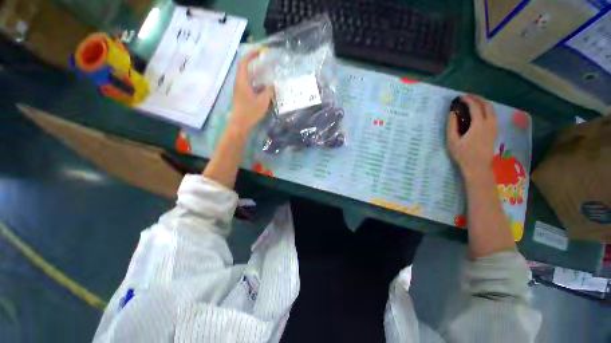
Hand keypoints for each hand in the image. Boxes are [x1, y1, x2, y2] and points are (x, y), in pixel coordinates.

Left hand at [229, 50, 272, 132]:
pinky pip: (249, 84)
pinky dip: (256, 81)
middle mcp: (239, 82)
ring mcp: (240, 89)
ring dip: (255, 72)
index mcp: (242, 81)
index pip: (244, 62)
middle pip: (245, 67)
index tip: (261, 52)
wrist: (240, 124)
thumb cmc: (250, 112)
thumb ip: (268, 91)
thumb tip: (272, 85)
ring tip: (266, 72)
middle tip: (265, 61)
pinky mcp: (242, 95)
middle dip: (254, 61)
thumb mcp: (263, 101)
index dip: (252, 54)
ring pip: (247, 76)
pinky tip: (263, 87)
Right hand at [447, 95, 496, 180]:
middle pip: (487, 105)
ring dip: (483, 103)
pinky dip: (486, 110)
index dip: (468, 100)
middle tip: (468, 97)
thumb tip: (452, 113)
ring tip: (473, 103)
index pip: (475, 106)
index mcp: (479, 124)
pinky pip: (492, 116)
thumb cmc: (463, 154)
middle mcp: (489, 123)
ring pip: (492, 110)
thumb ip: (452, 125)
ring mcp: (494, 127)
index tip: (460, 97)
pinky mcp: (495, 132)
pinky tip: (479, 113)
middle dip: (478, 98)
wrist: (478, 167)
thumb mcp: (452, 140)